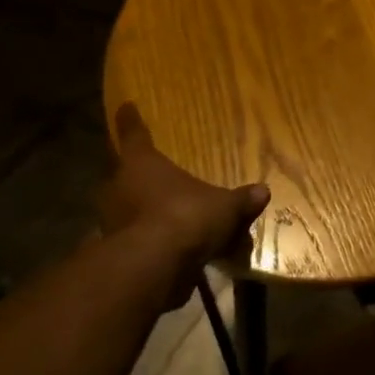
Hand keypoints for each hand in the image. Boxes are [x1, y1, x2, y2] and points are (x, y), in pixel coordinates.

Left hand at [99, 103, 268, 306]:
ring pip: (124, 209)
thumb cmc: (186, 217)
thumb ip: (240, 200)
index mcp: (141, 164)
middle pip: (122, 174)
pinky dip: (146, 242)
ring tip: (162, 216)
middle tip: (150, 176)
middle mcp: (119, 187)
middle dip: (134, 176)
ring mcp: (112, 221)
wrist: (154, 267)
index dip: (130, 120)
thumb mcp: (224, 207)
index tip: (125, 106)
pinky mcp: (114, 253)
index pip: (133, 134)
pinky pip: (132, 240)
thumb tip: (263, 191)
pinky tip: (165, 251)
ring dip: (139, 211)